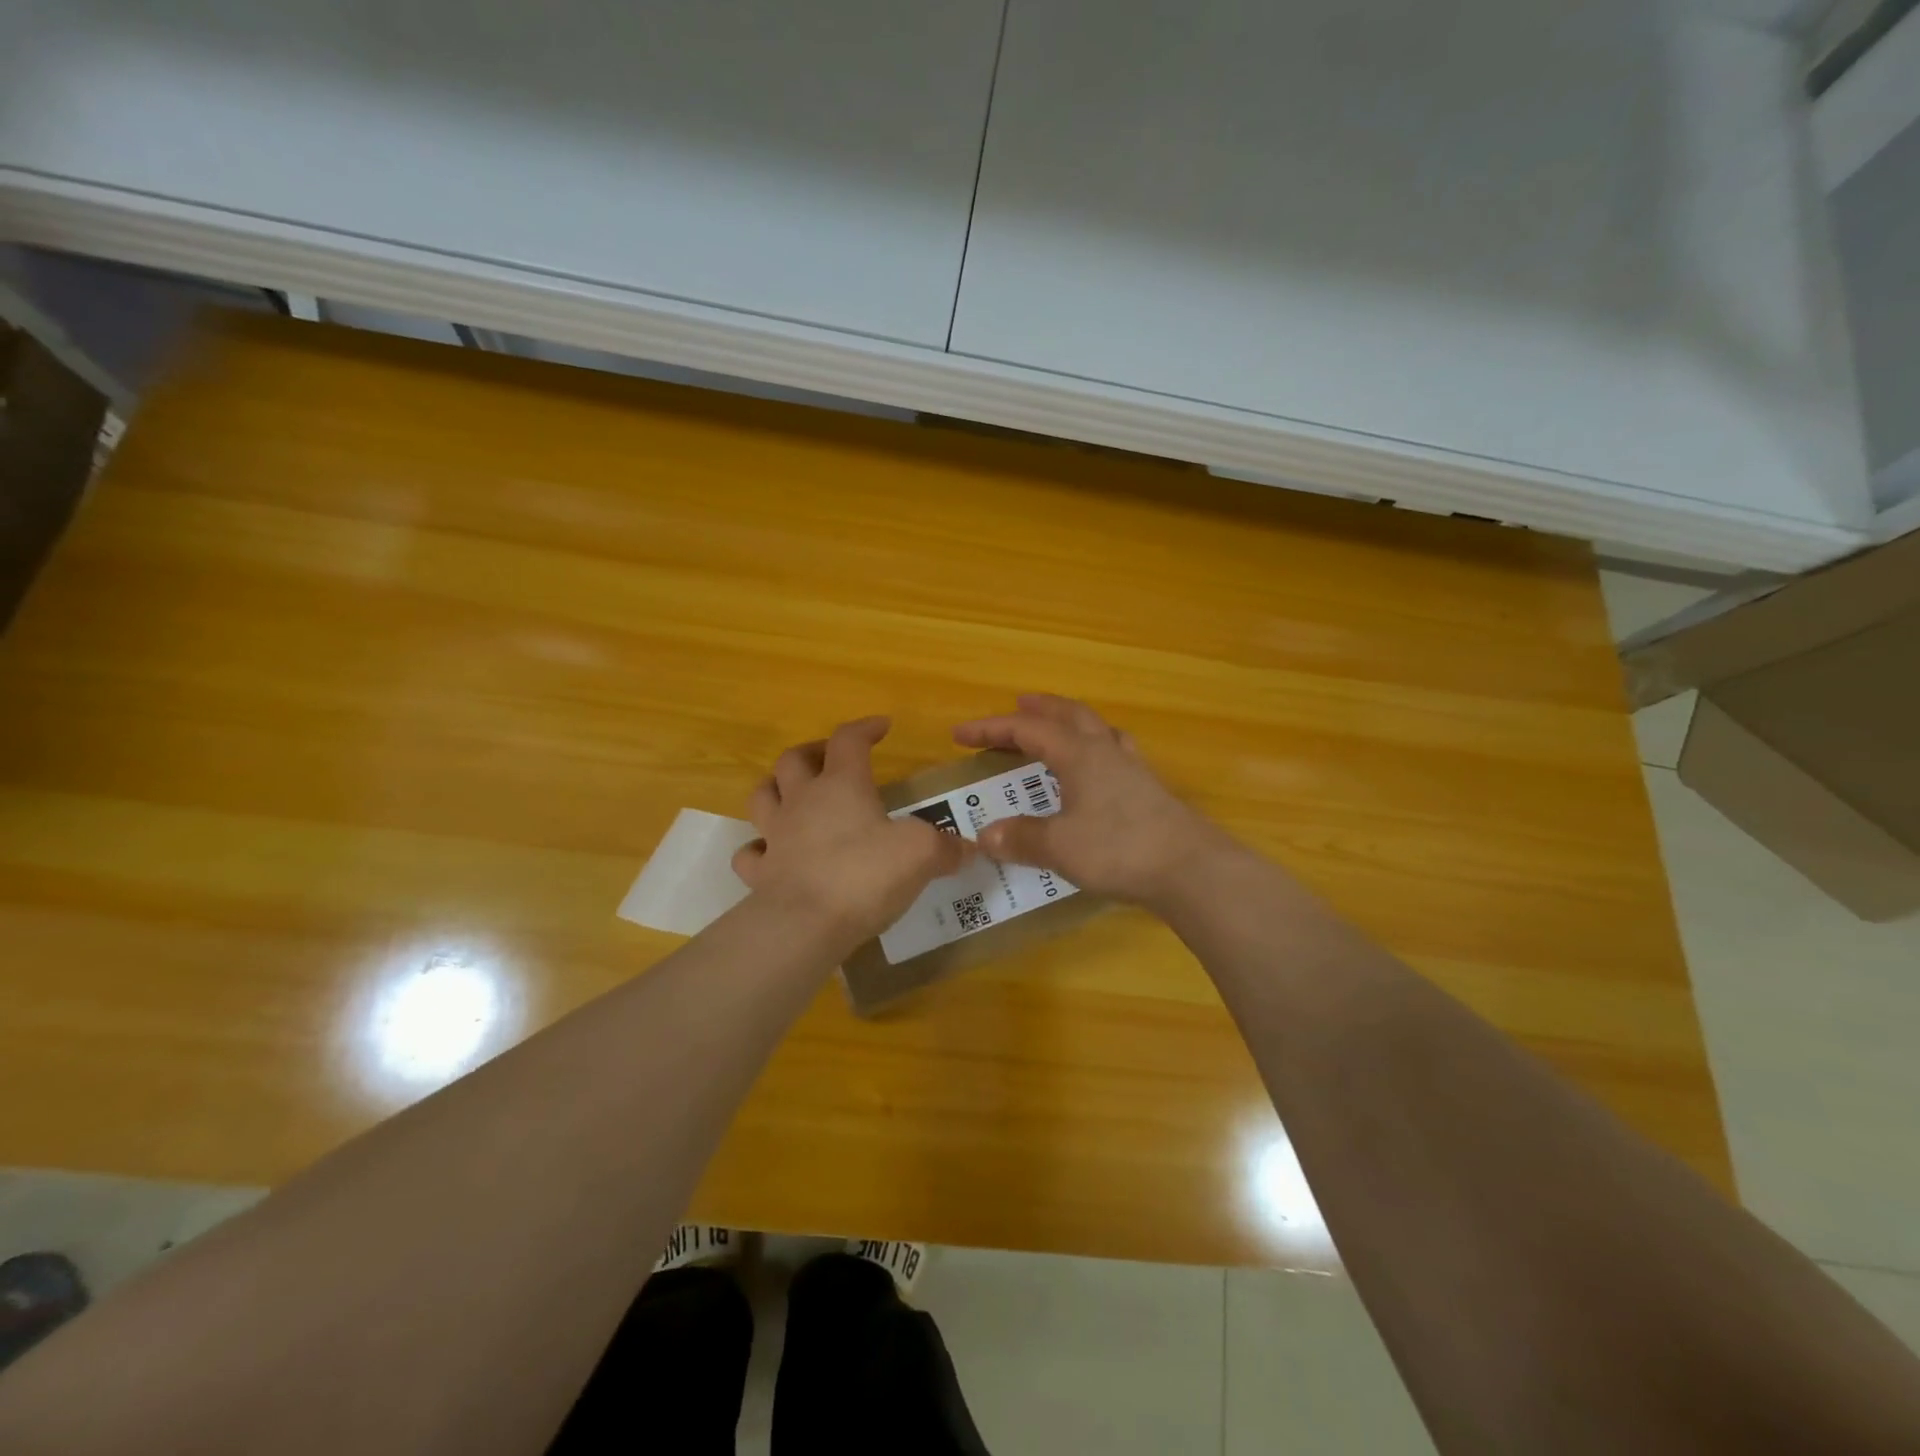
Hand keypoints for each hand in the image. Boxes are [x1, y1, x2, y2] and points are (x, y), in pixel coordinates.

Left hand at [733, 716, 972, 946]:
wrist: (806, 924)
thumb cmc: (865, 875)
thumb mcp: (921, 854)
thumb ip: (946, 848)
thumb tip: (966, 849)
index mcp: (842, 785)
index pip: (848, 739)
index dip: (865, 728)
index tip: (882, 726)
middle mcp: (802, 801)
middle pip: (794, 759)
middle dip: (812, 752)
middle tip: (829, 759)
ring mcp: (776, 836)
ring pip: (762, 796)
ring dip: (775, 788)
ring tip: (792, 795)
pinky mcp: (760, 874)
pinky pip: (750, 854)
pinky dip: (758, 850)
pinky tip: (771, 855)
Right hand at [952, 694, 1233, 908]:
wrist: (1190, 868)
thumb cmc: (1118, 849)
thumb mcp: (1059, 846)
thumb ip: (1020, 838)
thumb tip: (985, 835)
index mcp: (1079, 755)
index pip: (1027, 730)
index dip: (990, 728)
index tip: (959, 734)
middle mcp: (1105, 751)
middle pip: (1068, 715)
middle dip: (1039, 708)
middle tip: (1018, 705)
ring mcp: (1132, 768)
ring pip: (1097, 728)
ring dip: (1071, 722)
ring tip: (1058, 729)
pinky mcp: (1149, 789)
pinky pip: (1115, 752)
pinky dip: (1096, 747)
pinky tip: (1099, 767)